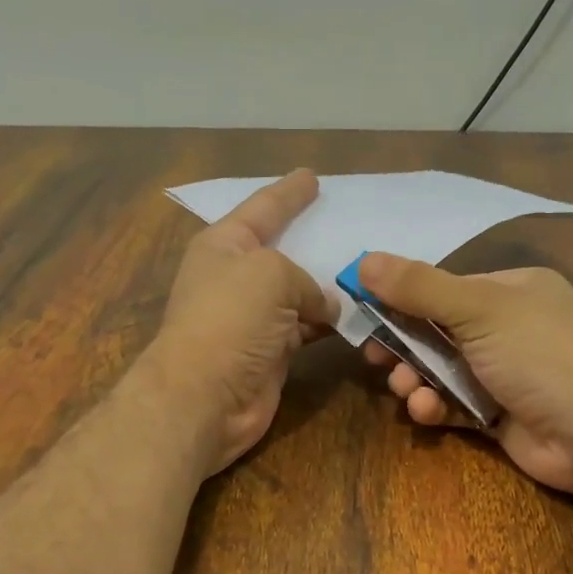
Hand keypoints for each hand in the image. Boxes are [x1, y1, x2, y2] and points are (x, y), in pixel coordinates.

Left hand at [145, 170, 337, 473]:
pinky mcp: (270, 353)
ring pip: (299, 294)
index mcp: (224, 245)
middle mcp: (236, 278)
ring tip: (367, 274)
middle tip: (352, 226)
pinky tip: (356, 316)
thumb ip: (306, 280)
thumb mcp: (271, 274)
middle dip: (314, 240)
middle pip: (282, 251)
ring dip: (328, 288)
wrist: (205, 396)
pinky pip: (306, 328)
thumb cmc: (231, 319)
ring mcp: (253, 319)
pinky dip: (329, 323)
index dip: (288, 193)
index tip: (312, 177)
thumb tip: (325, 307)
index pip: (262, 208)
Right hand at [357, 254, 572, 493]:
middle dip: (406, 346)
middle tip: (376, 358)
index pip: (446, 289)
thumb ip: (419, 287)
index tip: (367, 313)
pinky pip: (456, 405)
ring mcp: (506, 374)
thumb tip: (363, 261)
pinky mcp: (501, 415)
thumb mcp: (477, 308)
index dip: (404, 300)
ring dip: (417, 380)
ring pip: (443, 372)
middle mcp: (510, 328)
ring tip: (406, 390)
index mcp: (513, 290)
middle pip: (440, 332)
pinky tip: (426, 411)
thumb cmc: (539, 354)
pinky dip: (437, 407)